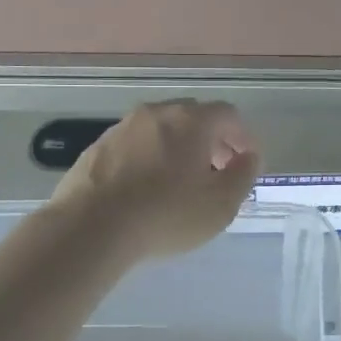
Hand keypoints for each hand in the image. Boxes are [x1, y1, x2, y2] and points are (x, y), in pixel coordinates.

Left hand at [51, 99, 260, 260]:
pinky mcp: (98, 147)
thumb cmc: (166, 214)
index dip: (243, 136)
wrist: (91, 227)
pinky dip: (150, 157)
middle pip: (193, 116)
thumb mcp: (221, 204)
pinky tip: (147, 188)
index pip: (228, 115)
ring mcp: (123, 127)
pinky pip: (135, 144)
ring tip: (182, 181)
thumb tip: (249, 157)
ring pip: (162, 129)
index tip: (247, 161)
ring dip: (179, 148)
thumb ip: (243, 176)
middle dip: (212, 139)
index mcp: (191, 121)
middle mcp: (157, 113)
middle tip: (218, 170)